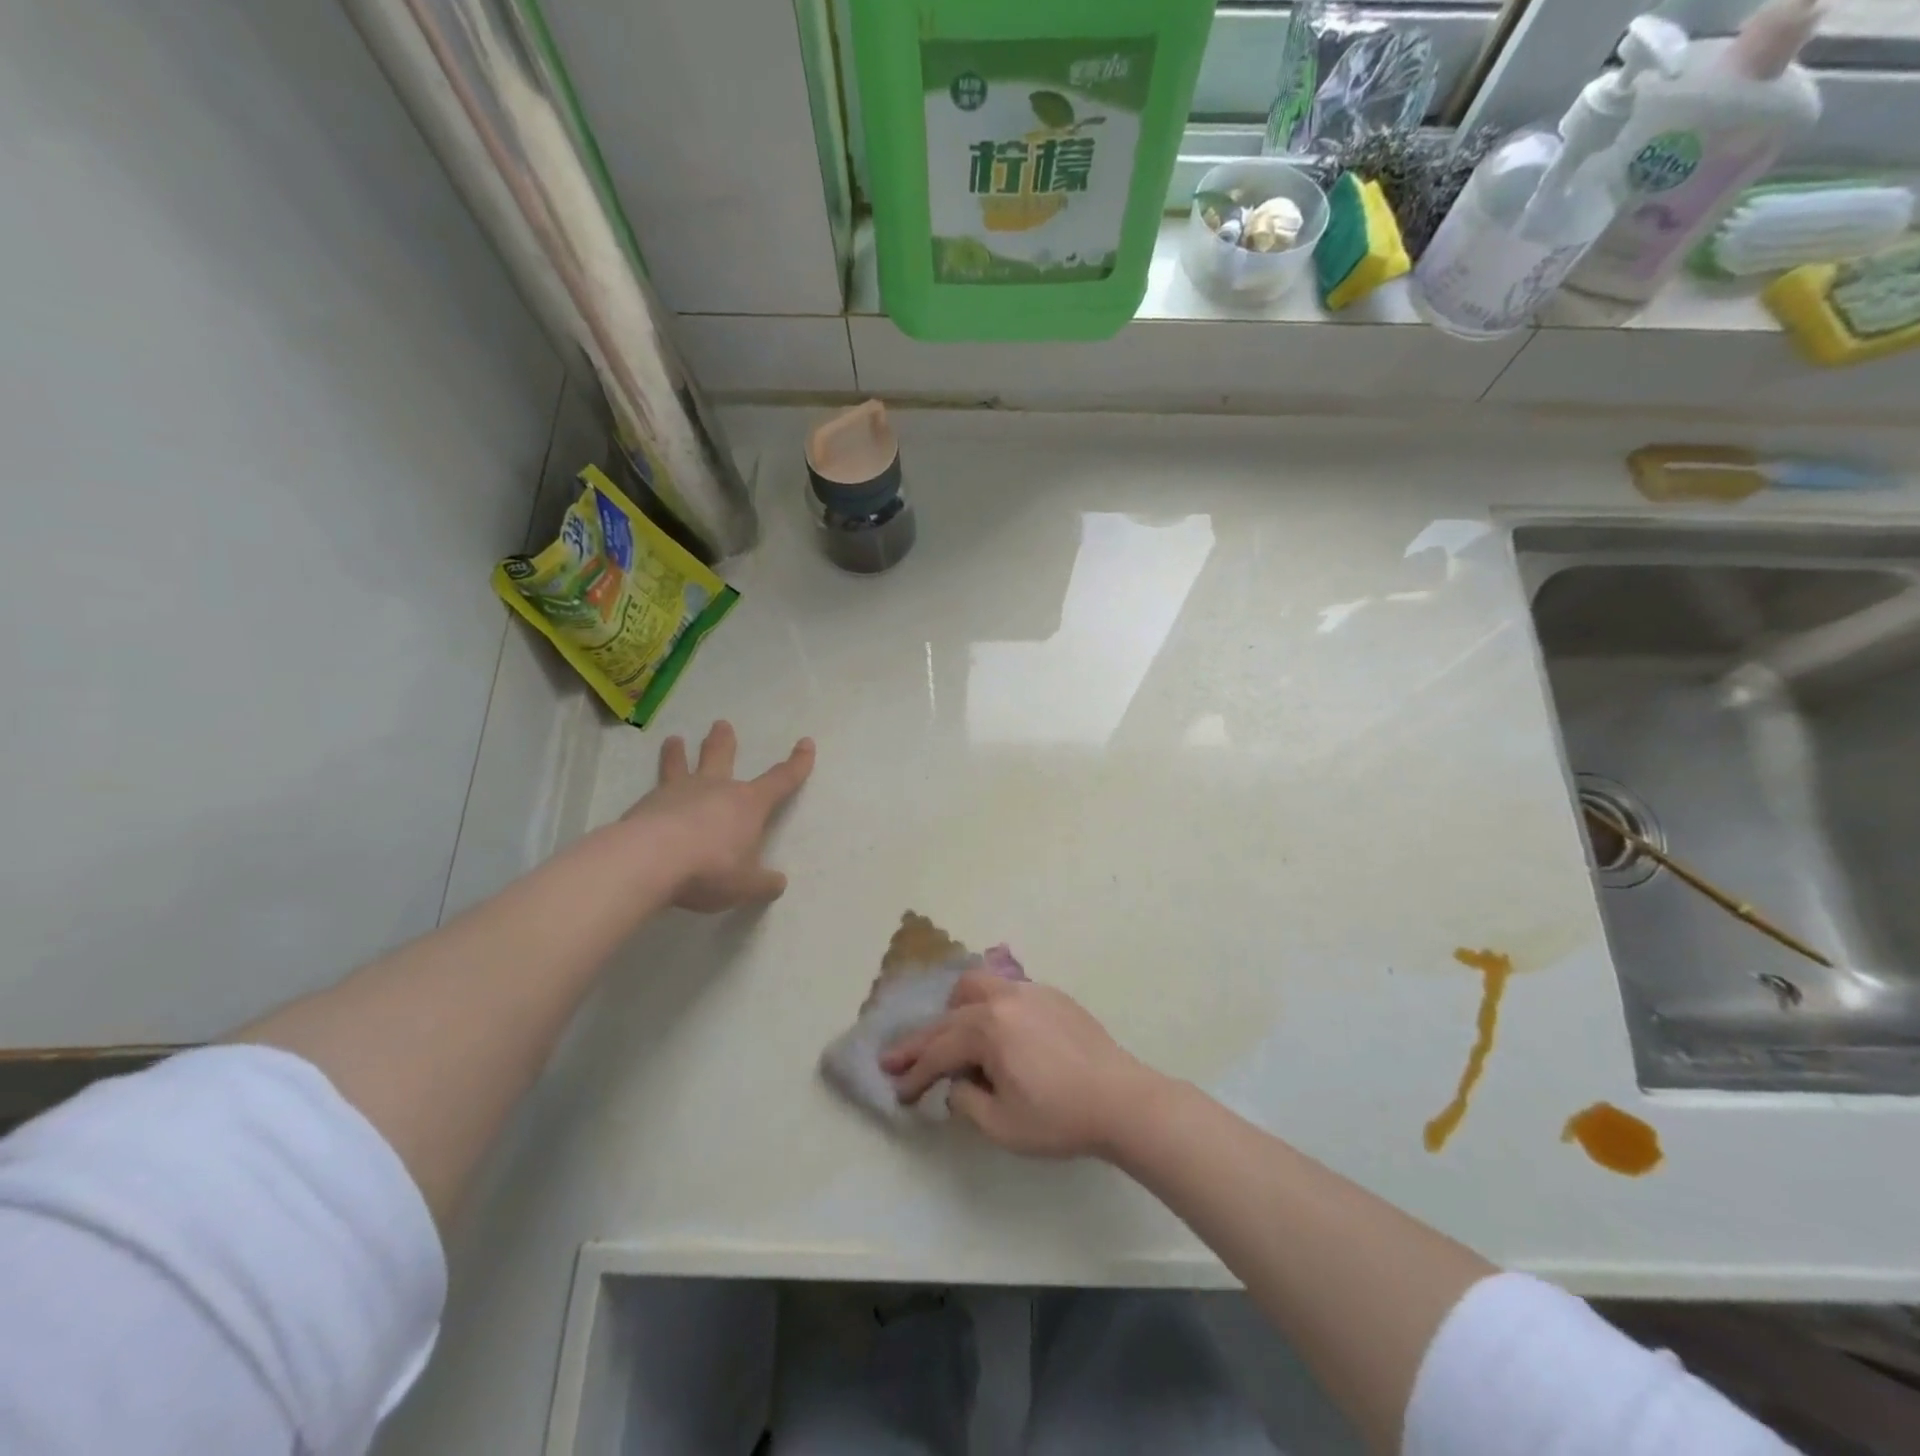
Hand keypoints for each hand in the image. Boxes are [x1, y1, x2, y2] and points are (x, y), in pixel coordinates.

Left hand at [622, 721, 814, 911]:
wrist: (649, 860)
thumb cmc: (710, 868)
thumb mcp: (746, 886)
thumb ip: (763, 884)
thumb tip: (777, 883)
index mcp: (748, 804)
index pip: (781, 780)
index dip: (797, 764)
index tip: (806, 744)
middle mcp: (714, 789)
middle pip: (721, 757)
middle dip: (723, 742)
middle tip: (721, 724)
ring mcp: (677, 793)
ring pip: (680, 765)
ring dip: (678, 753)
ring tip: (674, 740)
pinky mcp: (645, 805)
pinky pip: (652, 793)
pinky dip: (652, 792)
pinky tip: (645, 798)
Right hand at [881, 972, 1163, 1158]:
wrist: (1122, 1100)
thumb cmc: (1059, 1117)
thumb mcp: (1002, 1124)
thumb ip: (966, 1101)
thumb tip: (956, 1083)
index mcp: (988, 1028)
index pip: (939, 1051)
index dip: (914, 1073)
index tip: (897, 1090)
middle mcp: (1003, 1000)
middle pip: (949, 1015)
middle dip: (922, 1040)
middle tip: (898, 1059)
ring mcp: (1030, 992)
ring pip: (977, 986)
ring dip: (955, 1010)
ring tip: (950, 1036)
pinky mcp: (1052, 996)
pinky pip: (1006, 991)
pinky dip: (987, 1007)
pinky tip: (994, 1030)